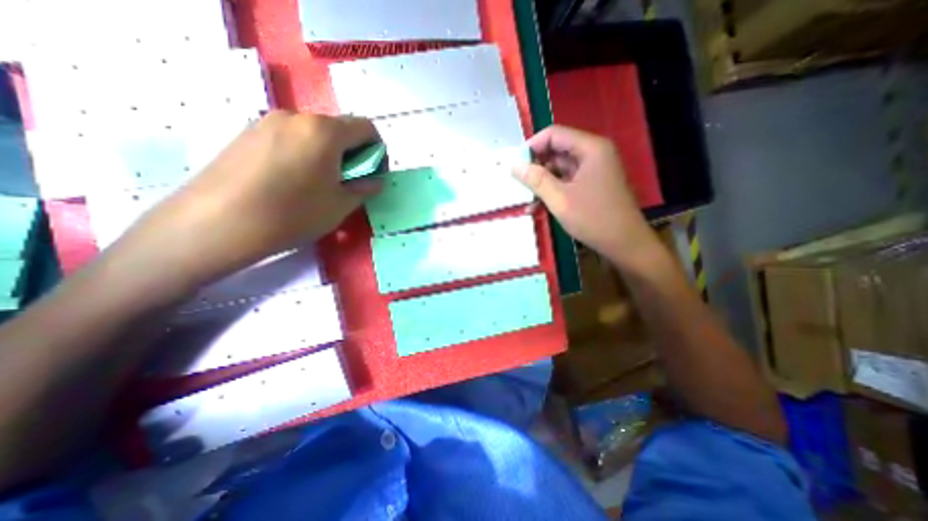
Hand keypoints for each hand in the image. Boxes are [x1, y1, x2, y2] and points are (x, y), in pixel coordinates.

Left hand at [118, 108, 379, 281]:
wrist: (217, 223)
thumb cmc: (292, 214)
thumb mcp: (340, 205)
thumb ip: (364, 188)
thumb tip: (374, 180)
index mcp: (325, 131)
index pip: (366, 128)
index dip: (377, 151)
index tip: (373, 174)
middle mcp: (297, 117)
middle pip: (339, 129)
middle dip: (353, 153)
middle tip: (348, 182)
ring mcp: (268, 122)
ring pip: (314, 133)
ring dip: (329, 154)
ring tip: (320, 184)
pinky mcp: (248, 133)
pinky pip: (290, 138)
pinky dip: (305, 153)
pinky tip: (294, 181)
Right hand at [511, 125, 654, 263]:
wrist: (624, 243)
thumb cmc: (593, 218)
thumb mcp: (559, 199)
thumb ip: (536, 179)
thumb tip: (514, 165)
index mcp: (590, 148)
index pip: (554, 134)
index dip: (532, 146)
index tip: (515, 163)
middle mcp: (594, 153)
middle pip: (557, 150)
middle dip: (536, 165)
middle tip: (517, 181)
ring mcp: (594, 169)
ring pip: (560, 167)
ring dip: (542, 180)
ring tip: (525, 196)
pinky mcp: (592, 184)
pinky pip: (567, 180)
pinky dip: (553, 189)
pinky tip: (538, 204)